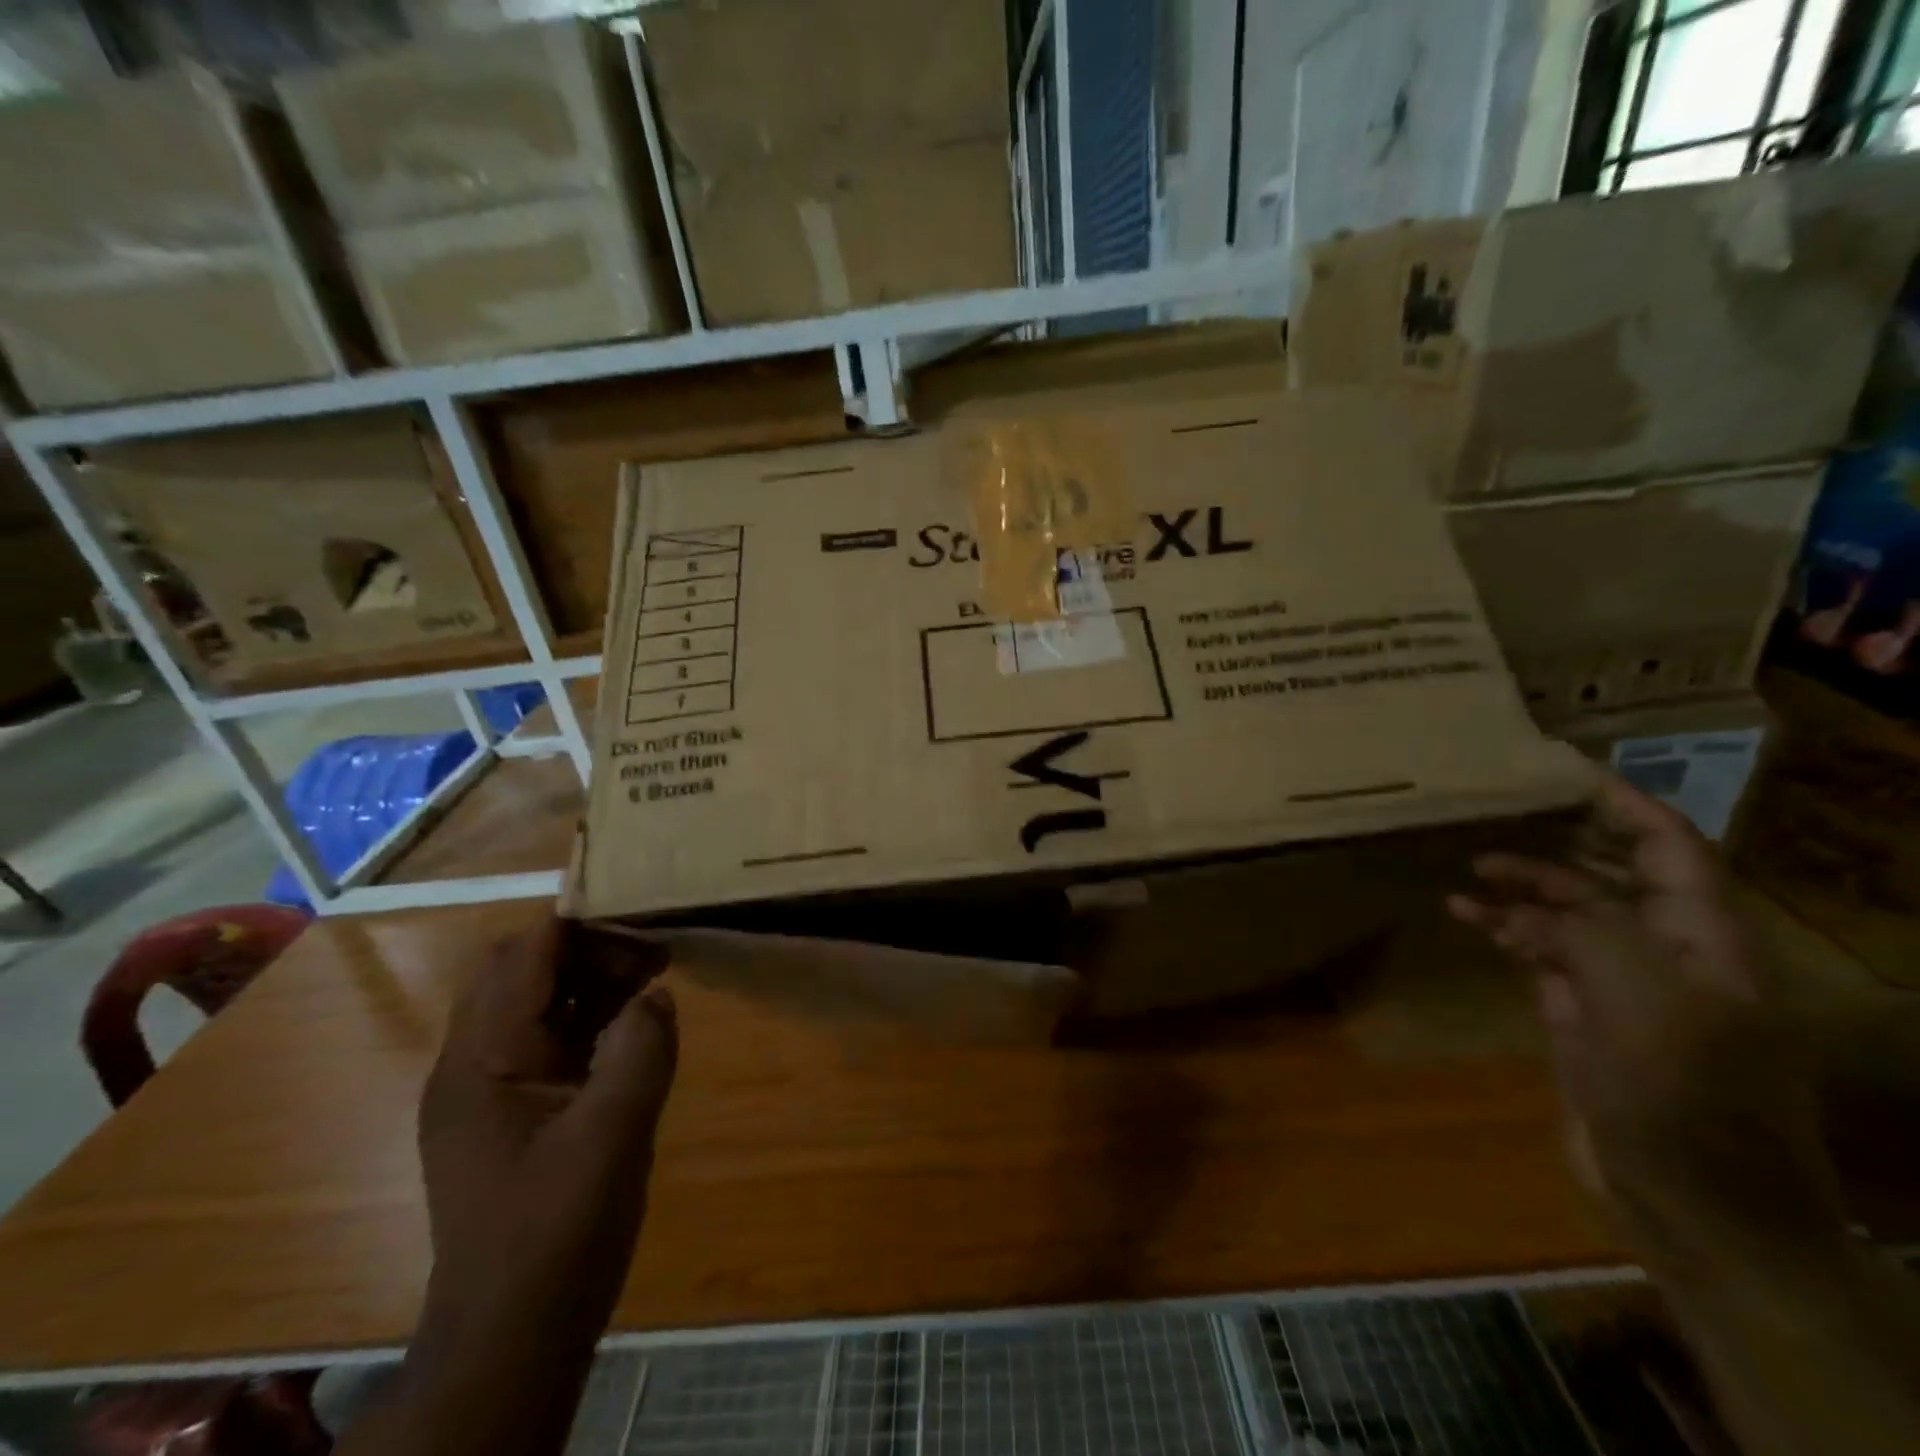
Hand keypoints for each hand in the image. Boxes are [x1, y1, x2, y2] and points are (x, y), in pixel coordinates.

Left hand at [418, 917, 676, 1332]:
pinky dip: (597, 1016)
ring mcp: (495, 1085)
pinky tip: (640, 1021)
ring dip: (597, 978)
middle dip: (593, 946)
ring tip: (658, 974)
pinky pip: (556, 1036)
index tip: (643, 907)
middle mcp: (476, 1061)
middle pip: (527, 967)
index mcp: (481, 1059)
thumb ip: (639, 1050)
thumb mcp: (611, 1135)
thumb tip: (657, 994)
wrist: (516, 1335)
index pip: (524, 954)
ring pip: (543, 999)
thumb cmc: (556, 1232)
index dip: (582, 921)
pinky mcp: (520, 1107)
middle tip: (658, 951)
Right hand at [1448, 777, 1846, 1266]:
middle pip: (1614, 875)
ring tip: (1471, 865)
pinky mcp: (1583, 1017)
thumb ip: (1590, 934)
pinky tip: (1464, 915)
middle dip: (1561, 840)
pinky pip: (1540, 953)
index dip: (1624, 805)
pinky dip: (1504, 930)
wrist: (1696, 1211)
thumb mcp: (1642, 1004)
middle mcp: (1668, 954)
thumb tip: (1528, 906)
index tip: (1562, 770)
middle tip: (1499, 811)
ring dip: (1524, 886)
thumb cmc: (1685, 1102)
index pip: (1672, 850)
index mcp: (1706, 942)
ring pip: (1569, 914)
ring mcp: (1622, 987)